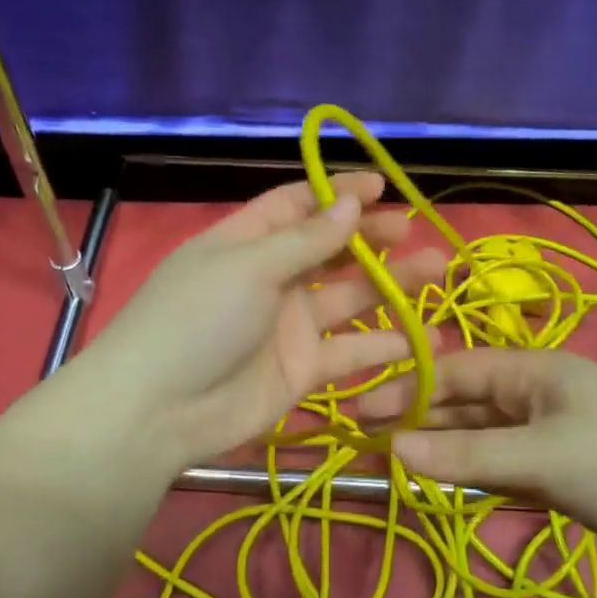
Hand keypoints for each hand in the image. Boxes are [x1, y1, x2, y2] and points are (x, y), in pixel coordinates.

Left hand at [75, 173, 446, 472]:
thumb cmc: (197, 320)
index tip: (381, 185)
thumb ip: (306, 240)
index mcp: (247, 242)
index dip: (337, 192)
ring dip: (391, 285)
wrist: (159, 412)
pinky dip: (384, 346)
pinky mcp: (303, 370)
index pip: (297, 205)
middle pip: (329, 249)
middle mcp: (271, 279)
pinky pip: (351, 352)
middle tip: (411, 229)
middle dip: (370, 236)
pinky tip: (424, 339)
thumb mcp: (248, 267)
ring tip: (436, 271)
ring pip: (349, 297)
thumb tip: (350, 203)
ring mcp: (289, 326)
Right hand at [359, 348, 596, 562]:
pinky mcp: (562, 469)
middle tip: (367, 447)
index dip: (407, 390)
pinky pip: (505, 467)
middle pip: (464, 405)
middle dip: (419, 423)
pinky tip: (447, 489)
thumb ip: (467, 455)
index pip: (454, 372)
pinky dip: (475, 476)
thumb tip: (392, 448)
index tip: (360, 413)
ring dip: (444, 453)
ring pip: (482, 439)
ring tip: (396, 470)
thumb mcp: (541, 456)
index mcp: (530, 371)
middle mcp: (534, 396)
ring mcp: (549, 434)